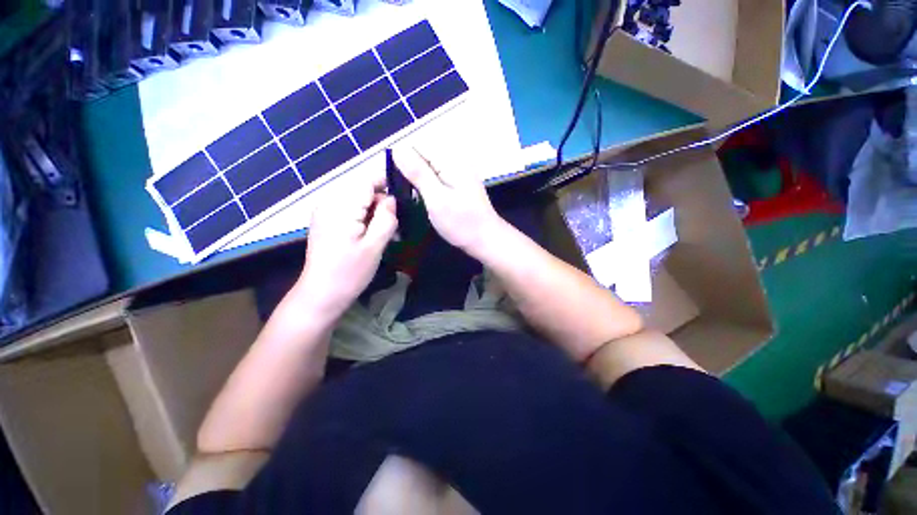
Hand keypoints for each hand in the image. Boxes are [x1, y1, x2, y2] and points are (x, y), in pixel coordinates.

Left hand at [297, 181, 396, 317]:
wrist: (321, 294)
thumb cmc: (350, 273)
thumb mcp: (375, 246)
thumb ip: (386, 218)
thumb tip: (392, 199)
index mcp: (341, 206)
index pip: (368, 181)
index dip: (388, 184)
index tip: (406, 196)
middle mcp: (329, 202)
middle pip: (363, 189)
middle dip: (382, 202)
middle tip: (397, 223)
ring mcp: (325, 211)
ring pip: (358, 200)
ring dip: (374, 211)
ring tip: (386, 231)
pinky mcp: (326, 220)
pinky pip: (350, 209)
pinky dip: (364, 217)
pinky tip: (371, 234)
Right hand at [394, 148, 503, 256]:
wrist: (486, 240)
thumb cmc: (461, 223)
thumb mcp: (437, 198)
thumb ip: (418, 173)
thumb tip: (398, 149)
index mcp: (451, 161)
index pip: (418, 147)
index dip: (400, 160)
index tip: (389, 179)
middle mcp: (455, 163)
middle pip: (423, 157)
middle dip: (408, 171)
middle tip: (397, 192)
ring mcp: (458, 175)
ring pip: (428, 170)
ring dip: (416, 181)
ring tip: (406, 197)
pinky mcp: (458, 187)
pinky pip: (436, 180)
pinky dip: (426, 188)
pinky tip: (420, 199)